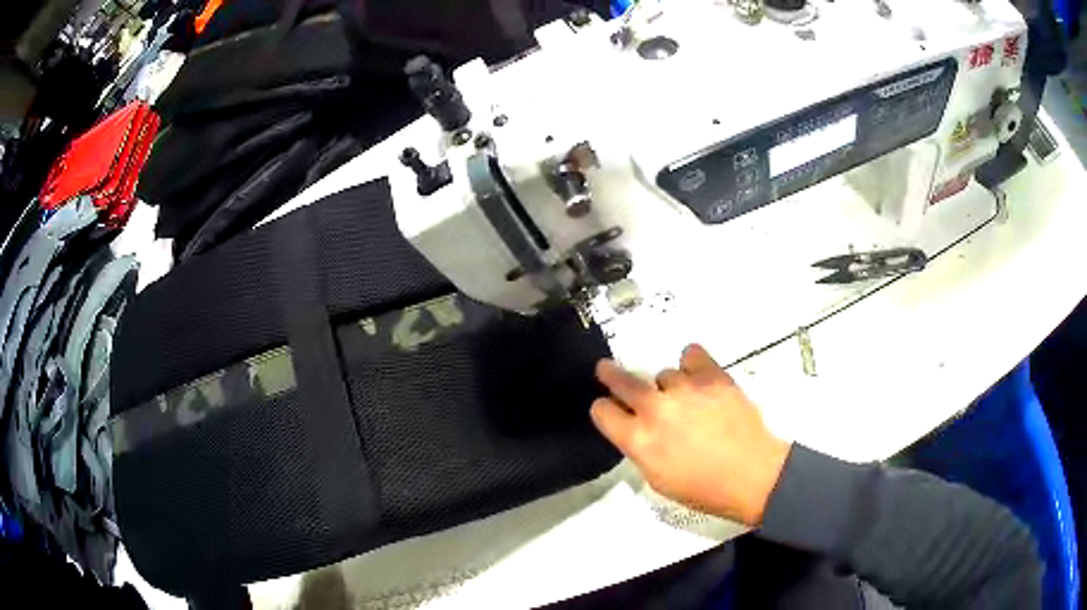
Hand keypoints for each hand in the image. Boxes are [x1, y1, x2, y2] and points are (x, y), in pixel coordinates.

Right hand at [591, 344, 790, 525]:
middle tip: (607, 369)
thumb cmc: (703, 488)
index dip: (603, 409)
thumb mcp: (657, 479)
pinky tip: (699, 376)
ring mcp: (684, 388)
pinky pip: (691, 354)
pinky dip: (692, 364)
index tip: (609, 409)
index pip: (602, 410)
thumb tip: (636, 428)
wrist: (753, 475)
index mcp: (638, 440)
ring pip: (662, 373)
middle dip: (610, 374)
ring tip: (687, 400)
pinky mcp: (712, 375)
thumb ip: (640, 448)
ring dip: (668, 386)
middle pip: (620, 380)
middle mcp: (655, 409)